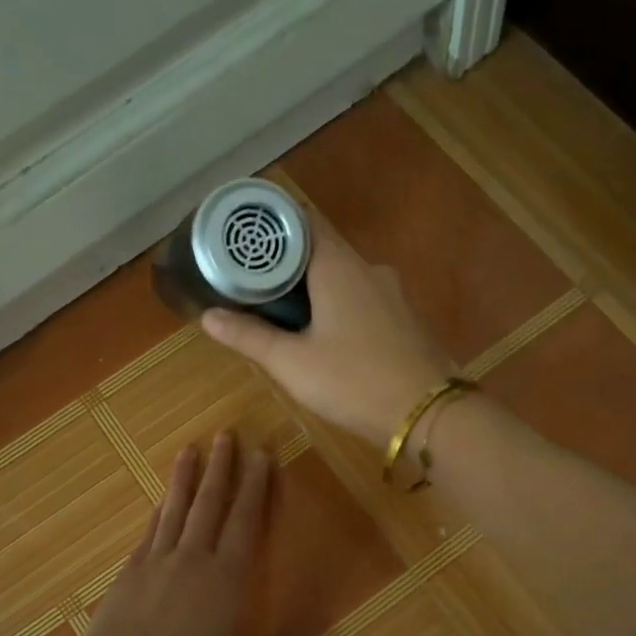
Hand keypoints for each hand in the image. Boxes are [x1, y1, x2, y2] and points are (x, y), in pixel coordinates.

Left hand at [56, 433, 310, 635]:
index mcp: (226, 579)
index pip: (245, 520)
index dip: (255, 485)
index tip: (261, 454)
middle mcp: (193, 559)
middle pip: (210, 503)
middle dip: (221, 467)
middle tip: (227, 434)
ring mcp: (157, 561)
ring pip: (176, 508)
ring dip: (185, 477)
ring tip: (190, 448)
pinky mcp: (129, 572)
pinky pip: (149, 530)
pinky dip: (159, 510)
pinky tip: (161, 499)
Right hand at [201, 223, 452, 447]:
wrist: (427, 414)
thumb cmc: (353, 381)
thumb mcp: (292, 363)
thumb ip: (249, 336)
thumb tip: (208, 316)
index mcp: (339, 266)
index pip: (302, 221)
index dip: (272, 225)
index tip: (244, 239)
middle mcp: (368, 269)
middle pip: (321, 250)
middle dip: (287, 263)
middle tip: (253, 283)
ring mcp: (393, 294)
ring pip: (344, 278)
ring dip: (314, 288)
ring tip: (284, 313)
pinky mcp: (405, 320)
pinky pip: (364, 299)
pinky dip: (339, 306)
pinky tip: (327, 336)